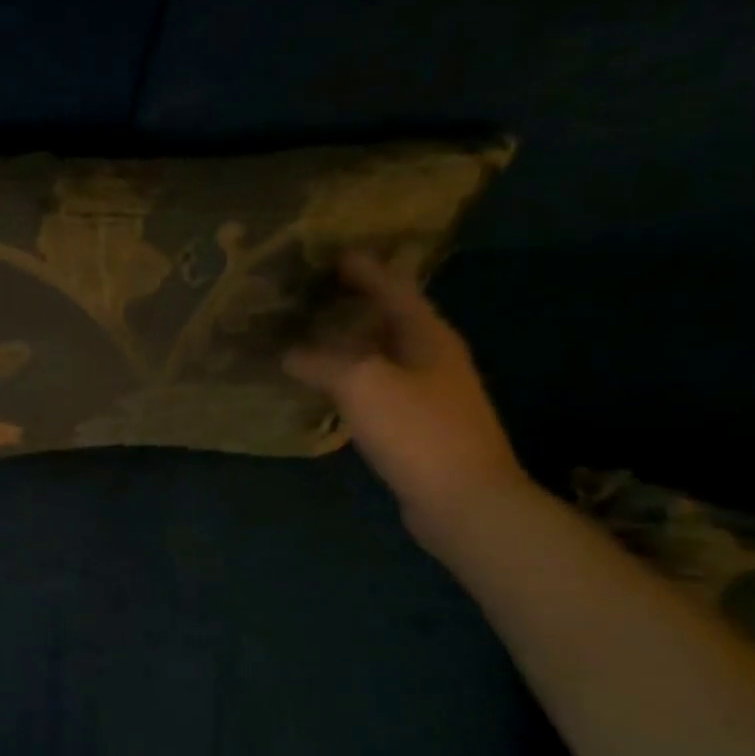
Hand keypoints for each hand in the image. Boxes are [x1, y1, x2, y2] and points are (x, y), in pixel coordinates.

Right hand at [285, 252, 529, 548]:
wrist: (465, 501)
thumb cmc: (418, 431)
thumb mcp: (363, 385)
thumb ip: (322, 362)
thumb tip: (289, 353)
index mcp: (428, 335)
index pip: (393, 288)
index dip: (364, 269)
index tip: (332, 254)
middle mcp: (433, 357)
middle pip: (391, 318)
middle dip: (355, 303)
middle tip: (313, 294)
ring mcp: (430, 393)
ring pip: (384, 354)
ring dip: (351, 342)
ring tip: (312, 334)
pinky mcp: (419, 425)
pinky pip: (379, 387)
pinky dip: (351, 378)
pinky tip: (328, 386)